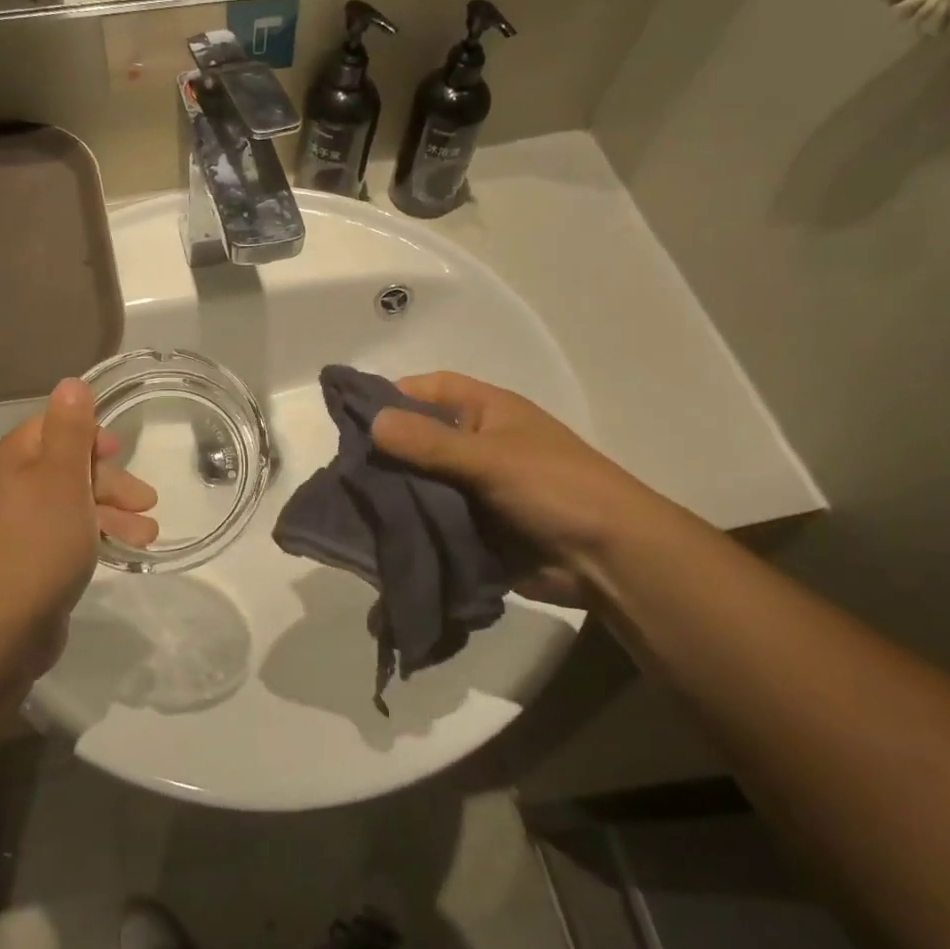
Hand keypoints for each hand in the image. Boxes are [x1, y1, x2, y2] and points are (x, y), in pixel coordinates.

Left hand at [0, 379, 158, 668]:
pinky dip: (99, 537)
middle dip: (112, 481)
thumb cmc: (37, 544)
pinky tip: (126, 551)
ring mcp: (19, 528)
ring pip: (75, 505)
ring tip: (148, 535)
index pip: (53, 427)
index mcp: (13, 461)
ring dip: (114, 513)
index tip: (121, 451)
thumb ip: (70, 430)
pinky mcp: (31, 562)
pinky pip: (70, 536)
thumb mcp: (60, 478)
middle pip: (69, 467)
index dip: (91, 435)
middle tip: (147, 501)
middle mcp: (11, 488)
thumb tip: (72, 382)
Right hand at [371, 372, 666, 606]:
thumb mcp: (491, 458)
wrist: (607, 559)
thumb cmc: (556, 487)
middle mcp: (474, 446)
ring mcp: (471, 489)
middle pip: (418, 440)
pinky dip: (407, 528)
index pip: (430, 389)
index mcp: (485, 413)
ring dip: (392, 495)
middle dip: (383, 453)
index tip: (352, 416)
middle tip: (342, 471)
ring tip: (349, 508)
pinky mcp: (470, 528)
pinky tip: (374, 537)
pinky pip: (429, 522)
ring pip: (420, 485)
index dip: (394, 395)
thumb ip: (431, 443)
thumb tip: (372, 422)